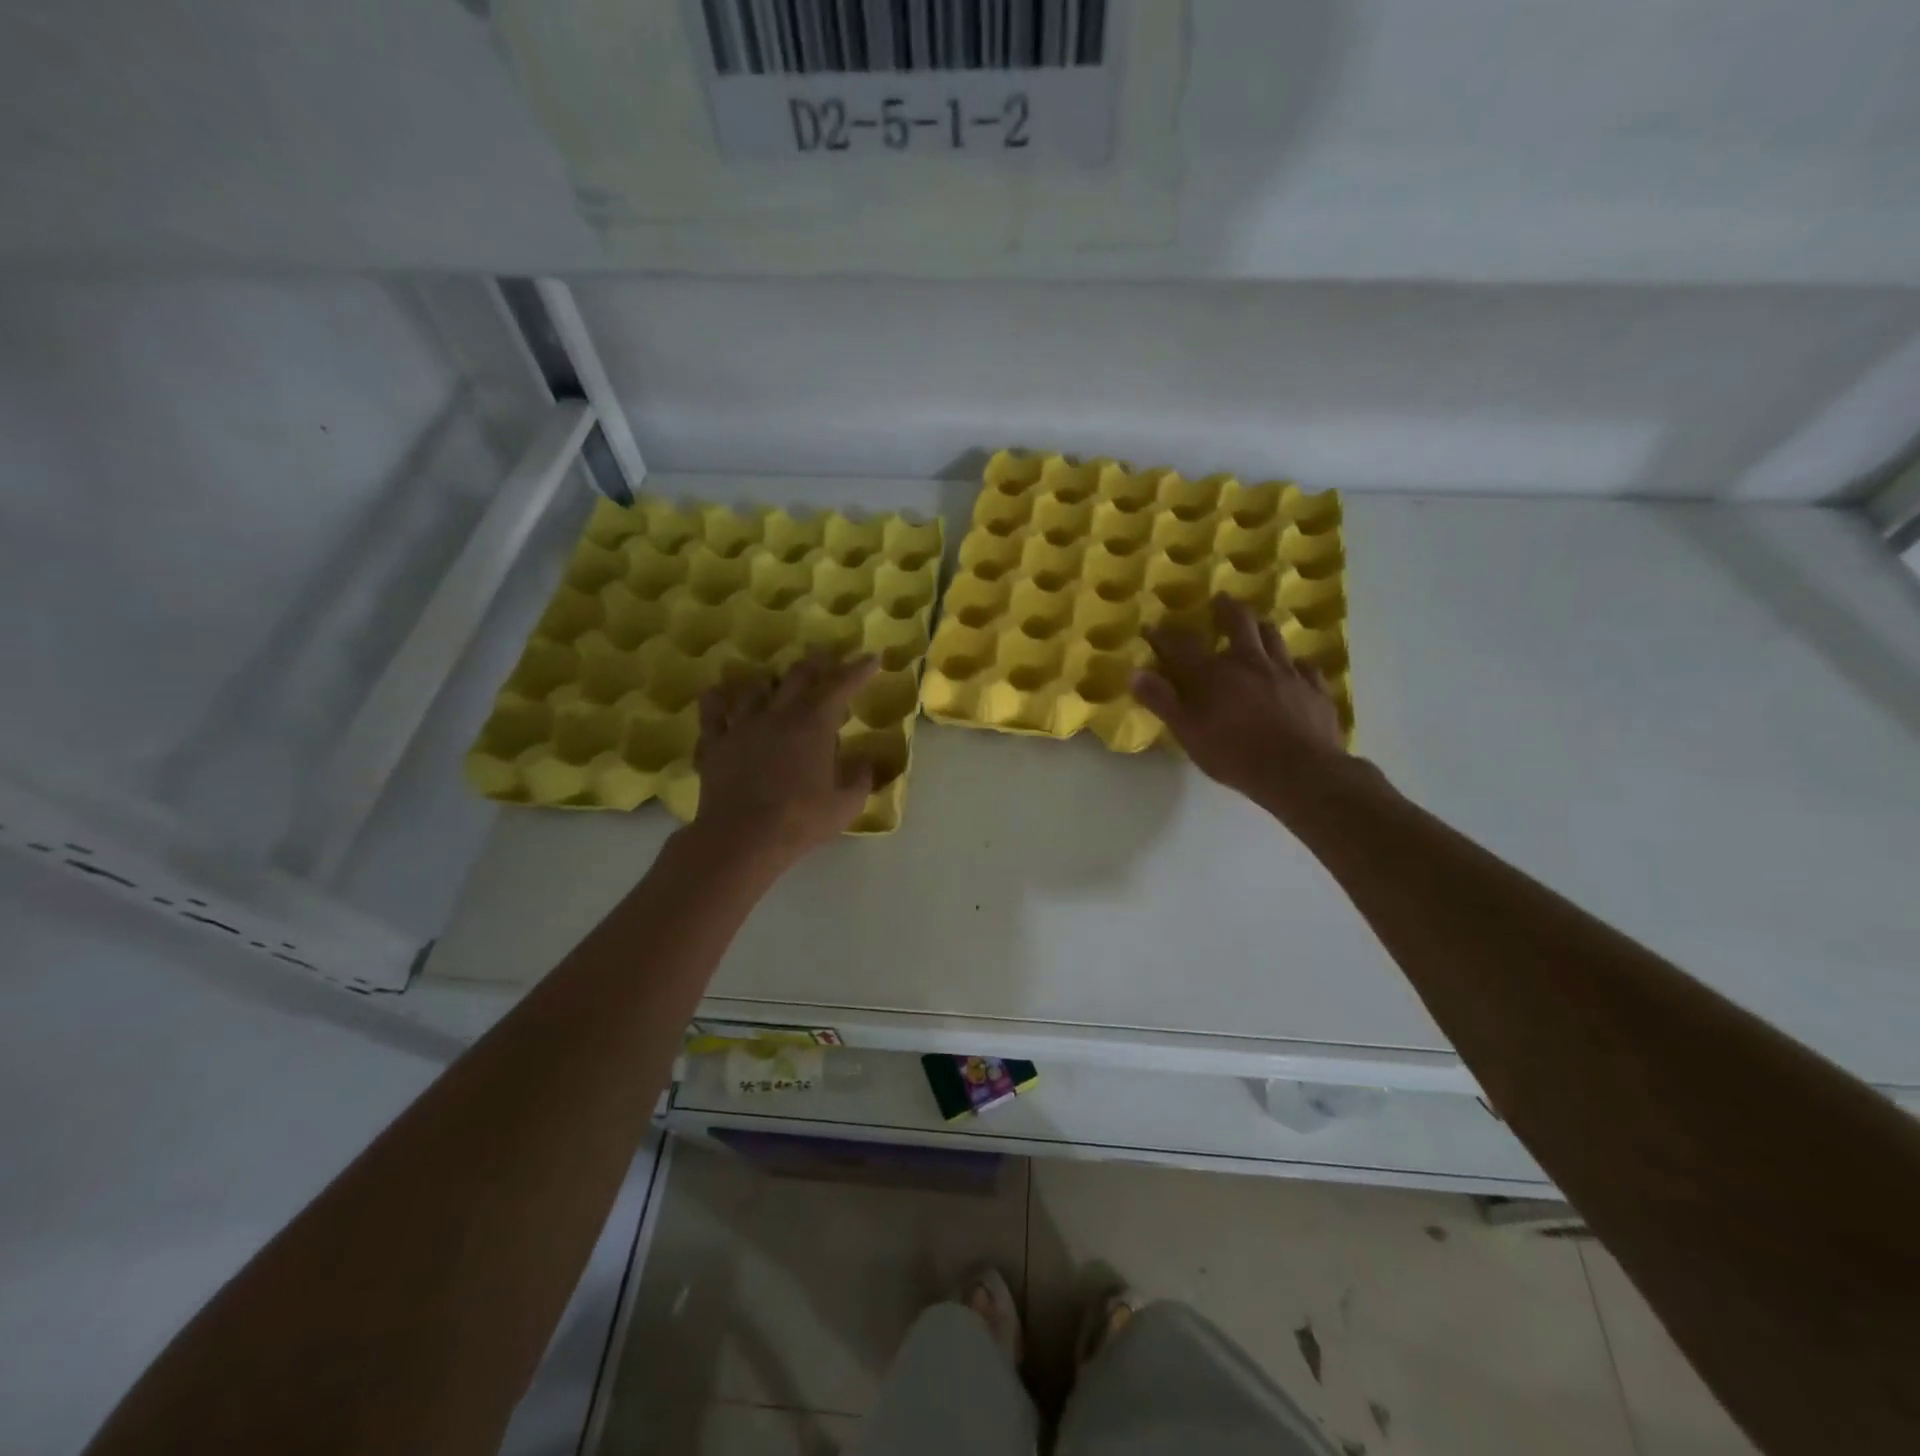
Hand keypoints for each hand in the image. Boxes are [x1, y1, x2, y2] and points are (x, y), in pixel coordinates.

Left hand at [692, 652, 878, 864]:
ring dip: (769, 681)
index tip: (871, 658)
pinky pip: (712, 711)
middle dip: (816, 663)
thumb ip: (861, 778)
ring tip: (775, 682)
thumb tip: (867, 761)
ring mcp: (741, 726)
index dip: (858, 669)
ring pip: (754, 687)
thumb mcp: (845, 805)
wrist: (741, 838)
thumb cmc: (800, 820)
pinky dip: (718, 699)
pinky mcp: (714, 743)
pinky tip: (719, 696)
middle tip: (826, 658)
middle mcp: (777, 715)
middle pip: (797, 676)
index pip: (840, 686)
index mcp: (813, 725)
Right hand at [1133, 594, 1348, 806]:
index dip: (1165, 635)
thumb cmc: (1234, 754)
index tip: (1152, 626)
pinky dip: (1297, 664)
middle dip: (1227, 610)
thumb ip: (1162, 701)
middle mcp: (1250, 662)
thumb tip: (1135, 673)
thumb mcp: (1188, 732)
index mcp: (1213, 673)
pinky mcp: (1314, 689)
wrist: (1298, 771)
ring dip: (1262, 628)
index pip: (1182, 645)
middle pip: (1239, 624)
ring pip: (1274, 638)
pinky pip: (1306, 668)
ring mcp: (1287, 672)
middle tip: (1221, 599)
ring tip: (1258, 624)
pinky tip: (1296, 669)